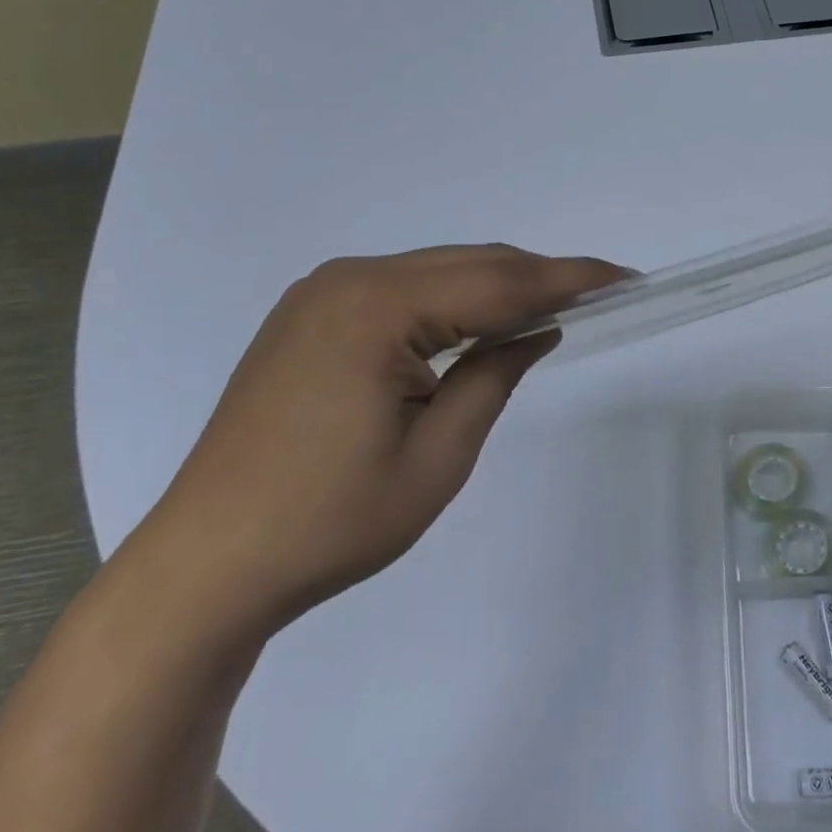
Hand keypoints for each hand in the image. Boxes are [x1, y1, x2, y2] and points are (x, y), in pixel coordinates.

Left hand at [127, 245, 625, 644]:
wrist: (206, 567)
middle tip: (601, 293)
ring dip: (497, 287)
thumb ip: (495, 376)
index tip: (625, 277)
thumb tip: (539, 329)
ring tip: (552, 308)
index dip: (569, 277)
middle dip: (538, 277)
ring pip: (437, 271)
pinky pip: (404, 289)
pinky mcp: (310, 315)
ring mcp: (322, 294)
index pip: (499, 281)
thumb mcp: (438, 456)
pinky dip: (453, 300)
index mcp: (377, 307)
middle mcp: (348, 280)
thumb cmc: (330, 522)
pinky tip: (480, 323)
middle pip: (469, 264)